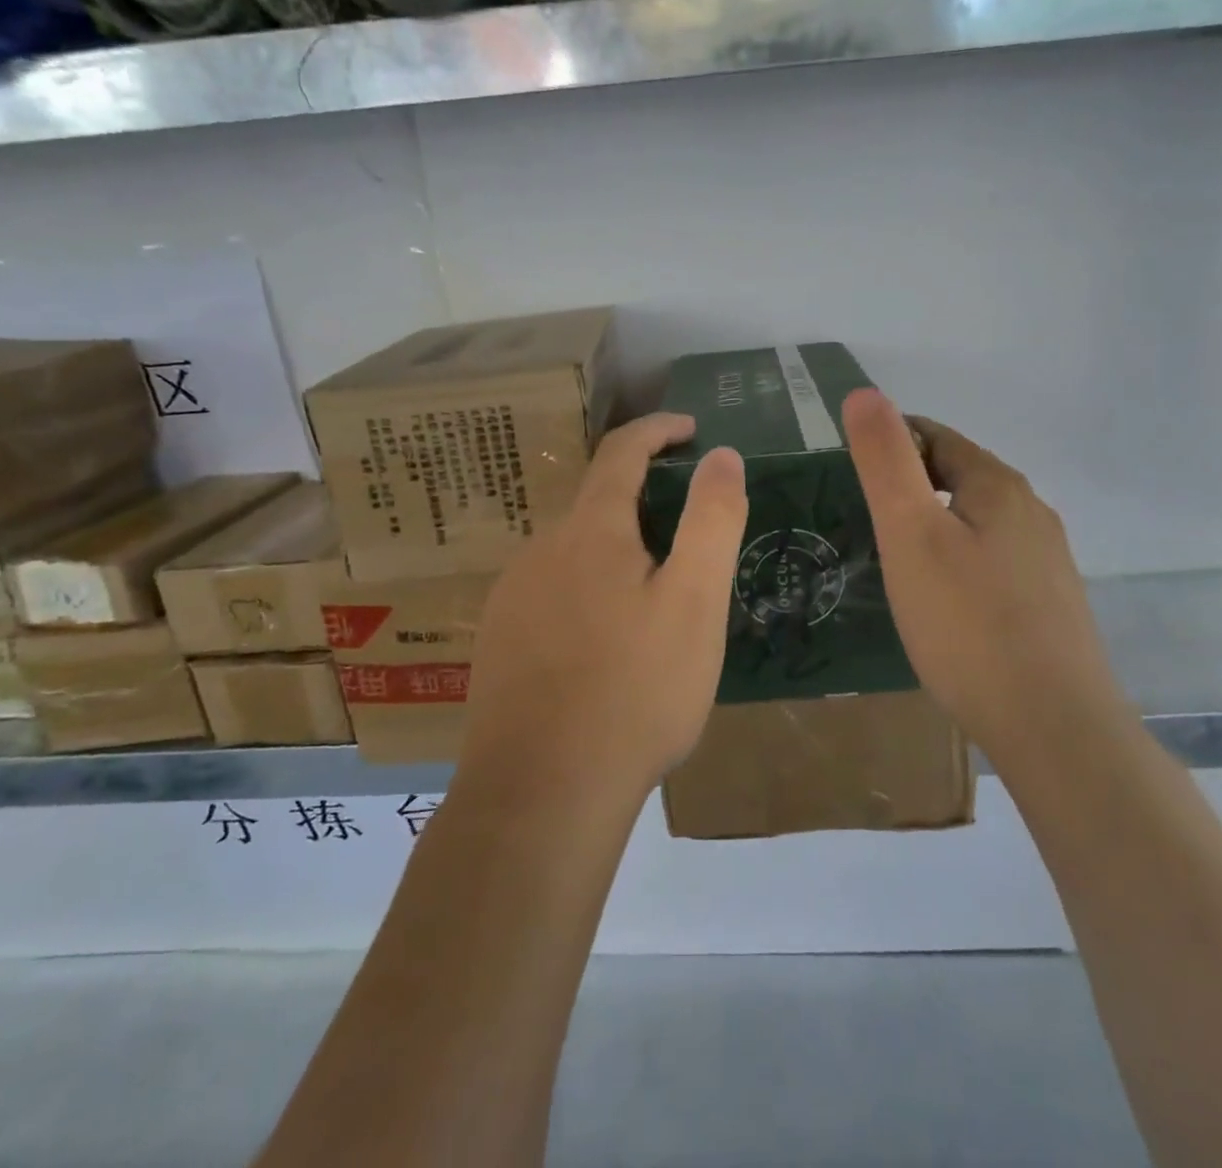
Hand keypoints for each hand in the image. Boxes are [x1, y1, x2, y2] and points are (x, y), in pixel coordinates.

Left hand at [462, 413, 748, 799]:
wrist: (541, 792)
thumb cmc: (635, 691)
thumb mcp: (695, 602)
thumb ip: (711, 520)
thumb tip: (721, 455)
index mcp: (590, 531)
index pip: (621, 451)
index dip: (658, 431)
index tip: (691, 429)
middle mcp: (542, 549)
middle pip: (597, 505)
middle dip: (645, 505)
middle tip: (691, 544)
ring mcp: (513, 596)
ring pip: (575, 553)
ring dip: (616, 556)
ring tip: (656, 605)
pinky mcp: (500, 639)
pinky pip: (553, 593)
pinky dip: (588, 594)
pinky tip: (605, 646)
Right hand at [841, 388, 1116, 755]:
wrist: (1052, 727)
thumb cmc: (967, 623)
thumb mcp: (911, 533)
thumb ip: (885, 461)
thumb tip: (865, 393)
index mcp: (998, 486)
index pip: (935, 436)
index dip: (890, 441)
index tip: (850, 469)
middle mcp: (1031, 513)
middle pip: (960, 475)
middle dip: (912, 482)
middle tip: (864, 514)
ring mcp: (1046, 561)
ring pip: (977, 520)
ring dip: (936, 522)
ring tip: (896, 556)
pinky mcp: (1049, 604)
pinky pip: (993, 560)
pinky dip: (959, 559)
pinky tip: (942, 599)